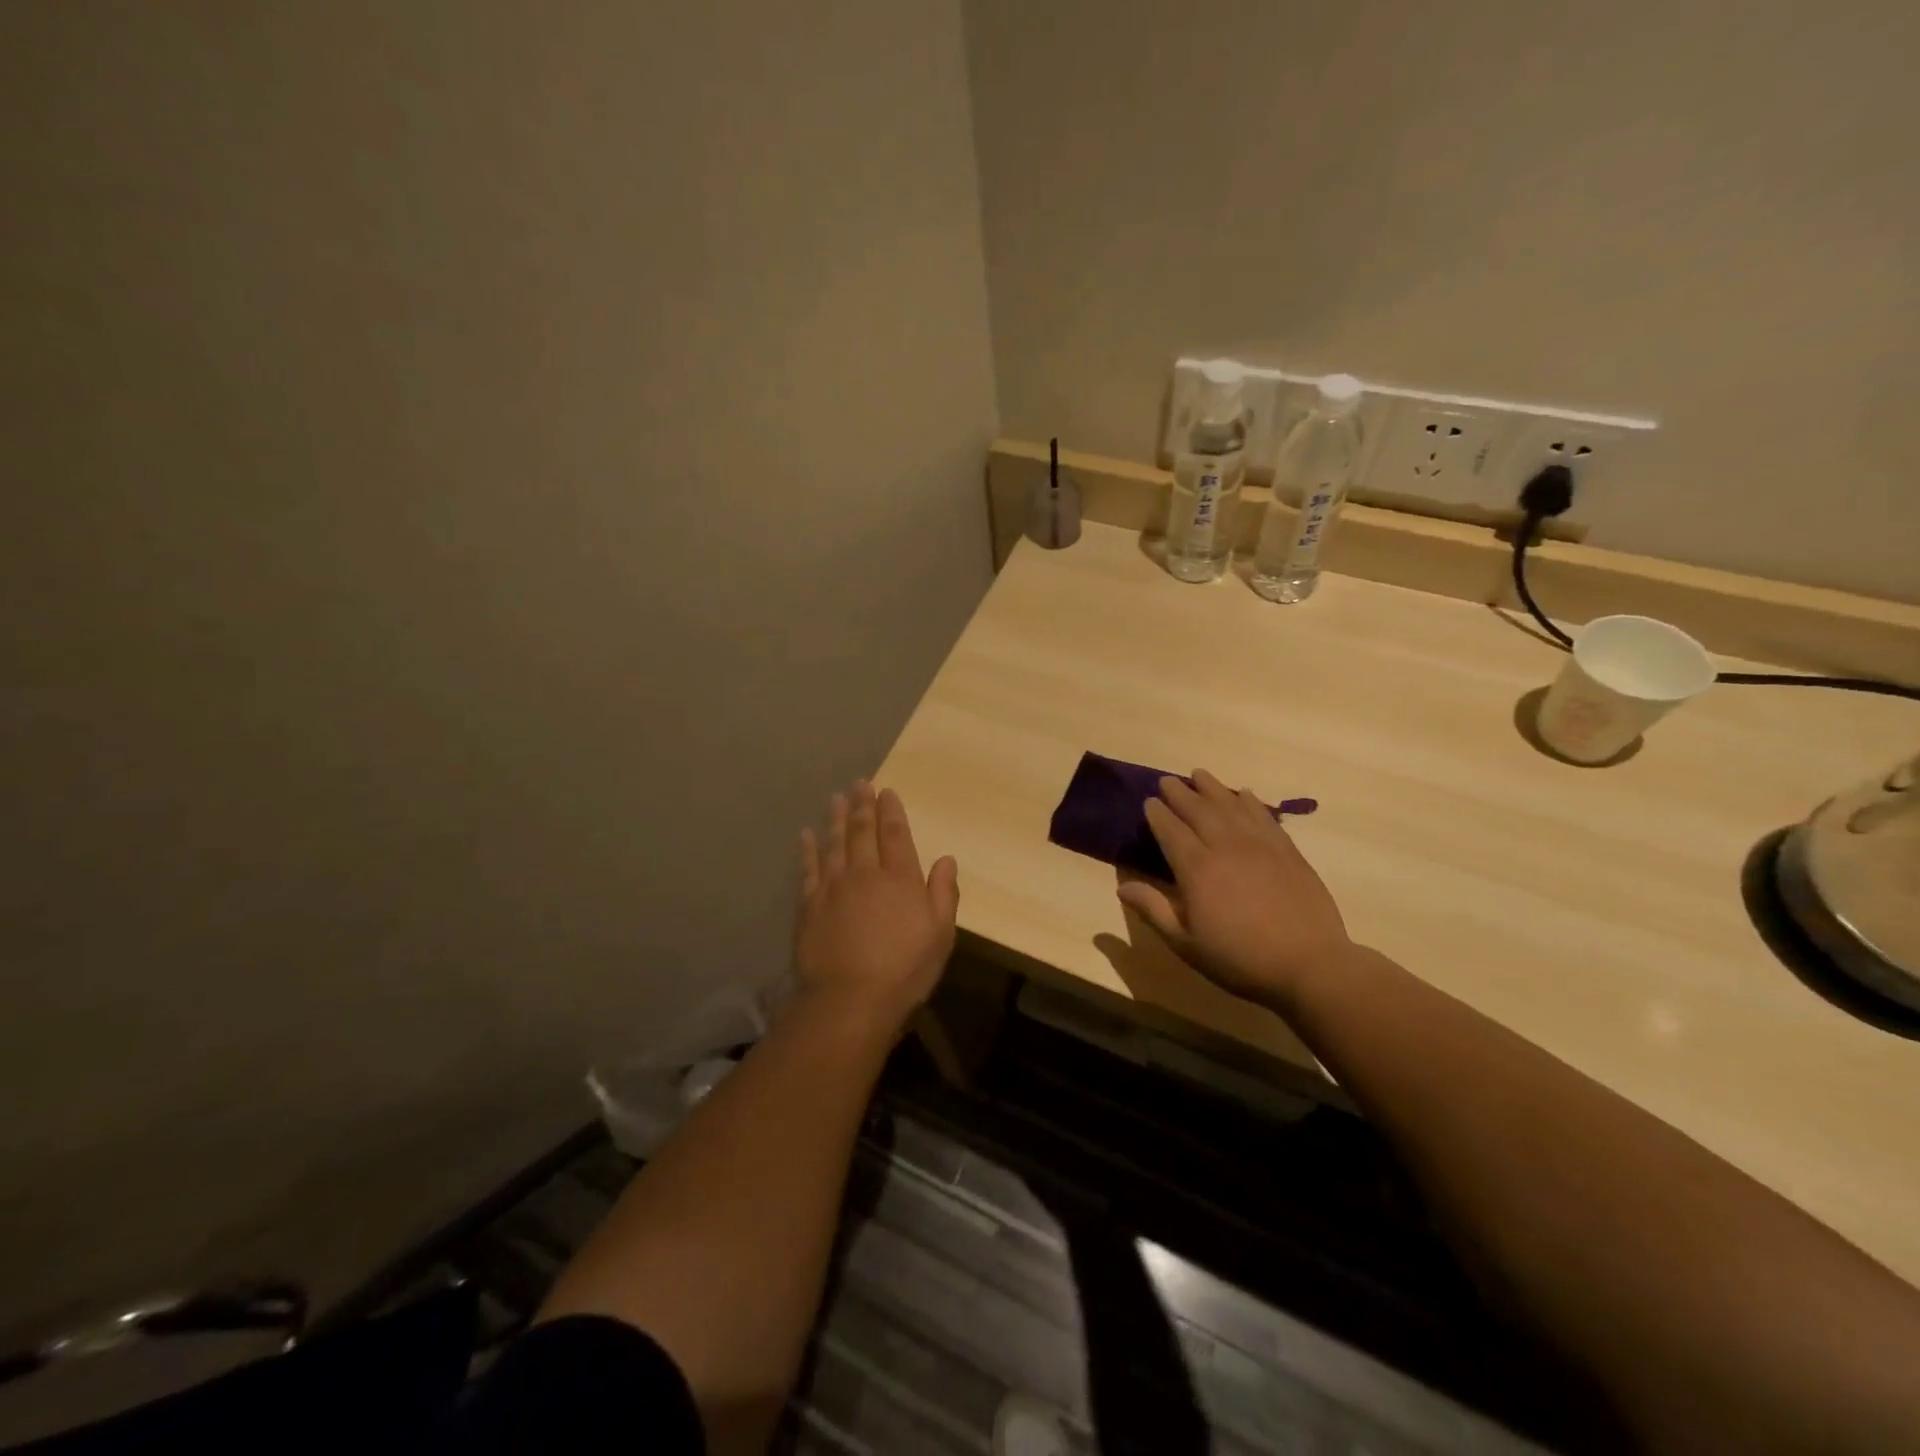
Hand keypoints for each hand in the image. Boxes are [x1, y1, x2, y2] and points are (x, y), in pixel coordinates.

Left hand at [794, 781, 958, 1034]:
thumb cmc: (904, 969)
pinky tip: (806, 834)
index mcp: (900, 879)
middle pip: (862, 831)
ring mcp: (833, 887)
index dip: (891, 811)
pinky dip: (808, 849)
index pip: (895, 835)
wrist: (849, 999)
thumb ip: (944, 893)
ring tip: (836, 798)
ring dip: (836, 819)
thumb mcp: (940, 934)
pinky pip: (808, 868)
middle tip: (860, 783)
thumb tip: (947, 859)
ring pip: (834, 843)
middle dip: (862, 805)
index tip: (886, 791)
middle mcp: (865, 874)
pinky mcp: (809, 905)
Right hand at [1117, 769, 1351, 1008]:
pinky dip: (1250, 801)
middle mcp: (1225, 846)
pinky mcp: (1287, 850)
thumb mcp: (1186, 943)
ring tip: (1199, 774)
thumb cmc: (1240, 958)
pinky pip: (1263, 816)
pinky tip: (1245, 794)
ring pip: (1230, 805)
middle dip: (1180, 793)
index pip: (1170, 830)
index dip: (1157, 813)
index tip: (1149, 801)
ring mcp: (1259, 845)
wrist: (1309, 964)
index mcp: (1196, 868)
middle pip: (1198, 810)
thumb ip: (1153, 910)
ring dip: (1212, 787)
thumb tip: (1122, 886)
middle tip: (1168, 780)